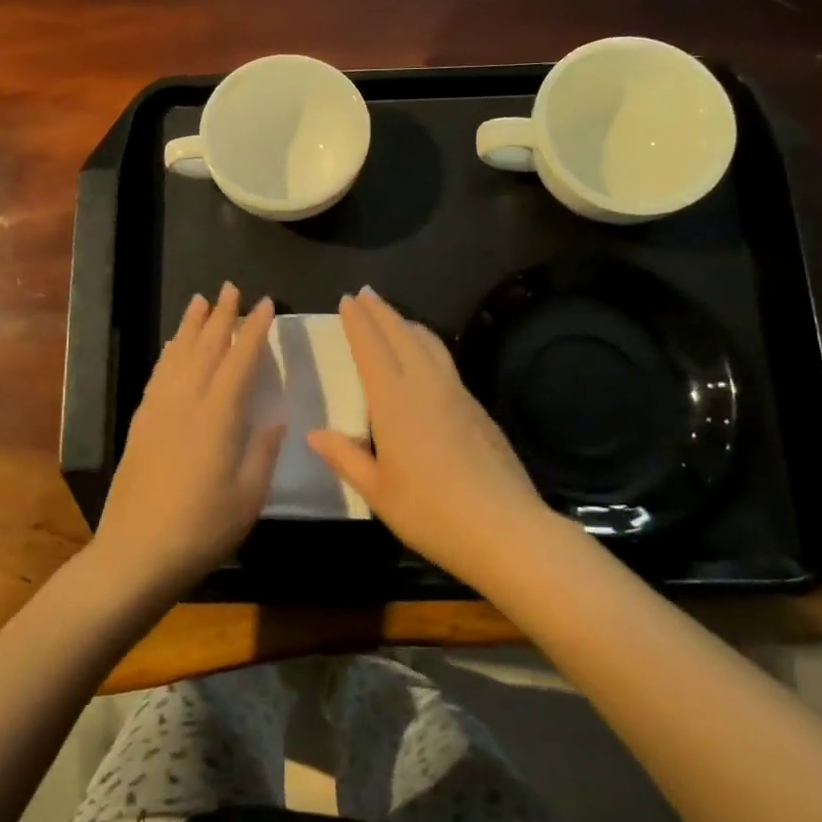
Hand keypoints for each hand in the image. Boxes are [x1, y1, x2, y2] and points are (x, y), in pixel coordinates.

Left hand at [91, 284, 283, 599]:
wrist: (135, 554)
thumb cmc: (201, 529)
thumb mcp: (248, 496)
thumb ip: (262, 451)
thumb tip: (275, 417)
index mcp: (218, 416)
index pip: (240, 360)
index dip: (254, 329)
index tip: (265, 303)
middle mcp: (186, 402)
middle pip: (206, 347)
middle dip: (221, 315)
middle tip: (231, 288)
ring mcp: (159, 410)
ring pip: (178, 355)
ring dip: (191, 326)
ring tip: (200, 301)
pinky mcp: (141, 423)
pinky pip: (158, 375)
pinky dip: (168, 353)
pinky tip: (173, 346)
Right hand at [309, 287, 553, 589]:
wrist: (506, 528)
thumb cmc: (431, 513)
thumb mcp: (377, 492)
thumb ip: (345, 457)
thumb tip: (315, 433)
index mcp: (395, 402)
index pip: (371, 349)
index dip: (358, 323)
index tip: (347, 300)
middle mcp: (426, 386)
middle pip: (401, 336)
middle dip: (381, 312)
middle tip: (365, 293)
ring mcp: (457, 394)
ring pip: (429, 344)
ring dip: (407, 325)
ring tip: (394, 318)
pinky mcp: (477, 408)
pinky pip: (445, 362)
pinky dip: (428, 345)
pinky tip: (427, 359)